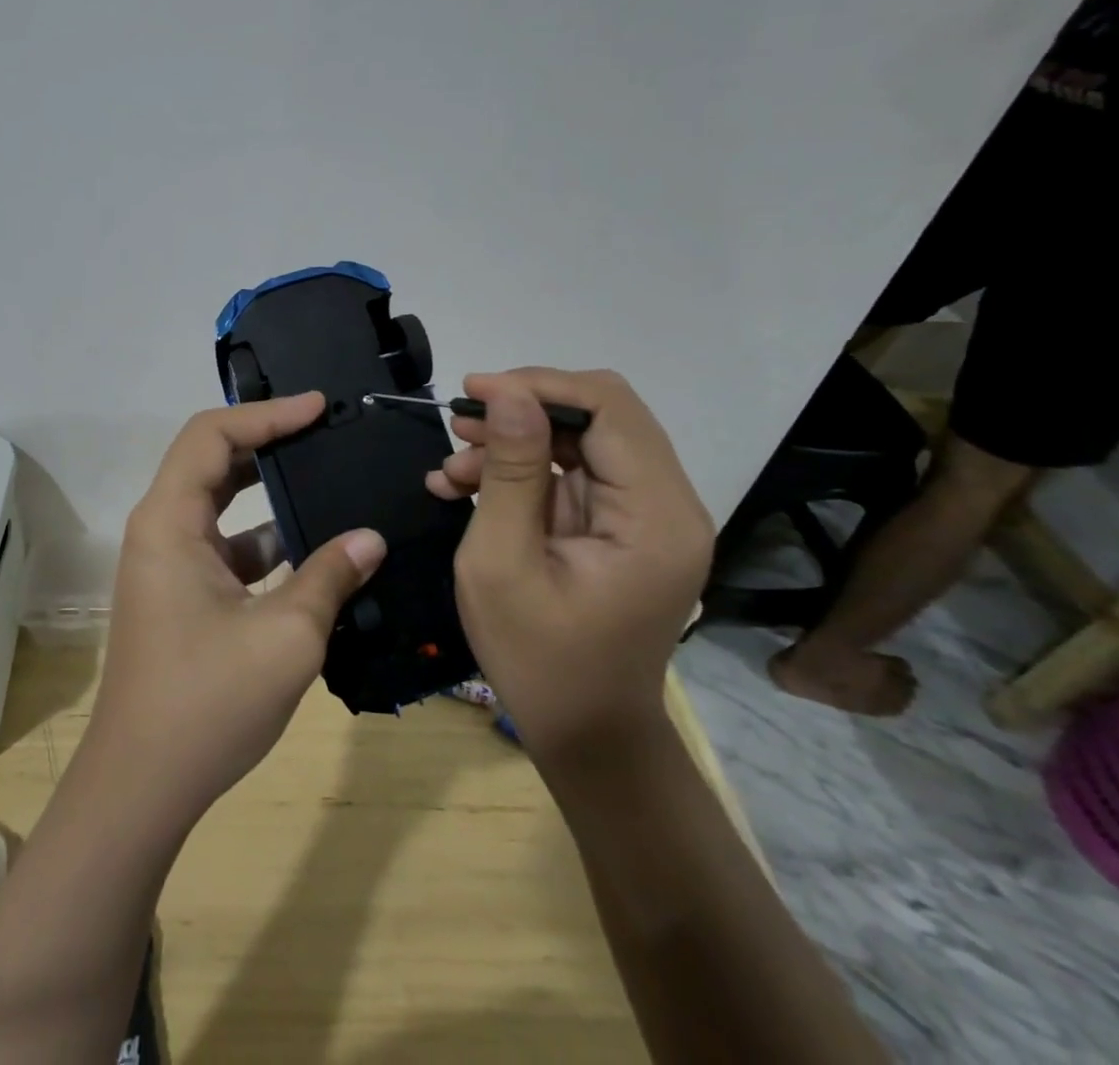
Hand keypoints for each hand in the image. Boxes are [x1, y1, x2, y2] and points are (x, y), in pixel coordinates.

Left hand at [88, 393, 386, 820]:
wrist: (142, 785)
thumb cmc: (207, 702)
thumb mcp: (285, 636)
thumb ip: (330, 576)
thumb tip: (371, 538)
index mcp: (168, 521)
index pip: (212, 435)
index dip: (265, 414)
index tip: (318, 407)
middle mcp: (161, 530)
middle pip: (212, 461)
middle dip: (267, 442)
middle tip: (325, 432)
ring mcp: (168, 563)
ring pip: (221, 505)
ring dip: (269, 492)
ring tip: (327, 480)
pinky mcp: (181, 594)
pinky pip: (226, 546)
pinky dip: (265, 541)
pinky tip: (315, 552)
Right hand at [430, 369, 713, 769]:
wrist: (585, 733)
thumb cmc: (539, 658)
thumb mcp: (502, 561)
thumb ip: (509, 471)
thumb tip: (507, 392)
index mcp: (655, 515)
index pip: (608, 408)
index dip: (539, 385)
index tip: (472, 391)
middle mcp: (667, 505)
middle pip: (599, 416)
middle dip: (523, 411)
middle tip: (459, 425)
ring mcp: (646, 517)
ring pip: (580, 440)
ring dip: (513, 443)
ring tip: (452, 467)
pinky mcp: (621, 527)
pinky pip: (571, 474)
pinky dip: (519, 472)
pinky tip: (464, 486)